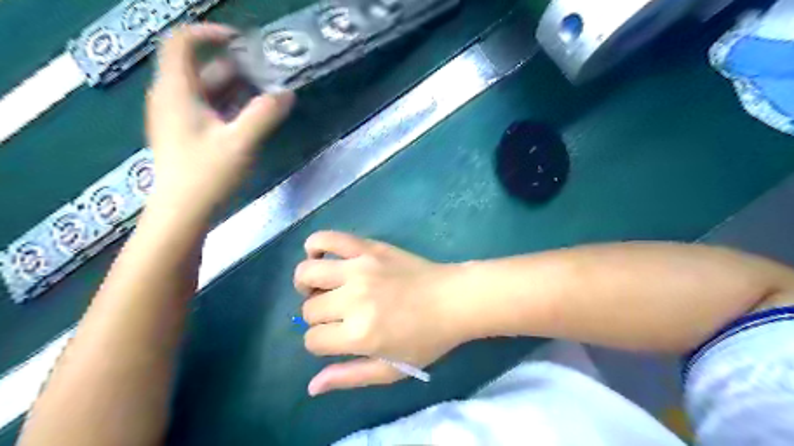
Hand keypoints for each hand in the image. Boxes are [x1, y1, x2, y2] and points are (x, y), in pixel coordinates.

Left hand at [145, 24, 291, 214]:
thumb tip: (287, 94)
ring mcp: (178, 118)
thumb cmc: (207, 175)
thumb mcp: (241, 143)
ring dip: (236, 87)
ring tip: (267, 93)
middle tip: (267, 73)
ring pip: (207, 90)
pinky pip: (208, 108)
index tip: (243, 42)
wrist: (182, 213)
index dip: (210, 34)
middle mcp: (172, 98)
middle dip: (234, 65)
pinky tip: (253, 116)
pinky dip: (230, 105)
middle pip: (200, 67)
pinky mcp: (187, 134)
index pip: (182, 43)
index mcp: (177, 92)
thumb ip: (265, 115)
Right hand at [291, 231, 465, 394]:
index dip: (320, 343)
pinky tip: (323, 257)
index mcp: (359, 334)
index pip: (312, 339)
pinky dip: (316, 246)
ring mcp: (359, 269)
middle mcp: (353, 299)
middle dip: (318, 317)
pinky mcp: (367, 248)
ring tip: (323, 288)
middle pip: (309, 309)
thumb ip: (350, 377)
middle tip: (338, 315)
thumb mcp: (392, 369)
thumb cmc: (427, 338)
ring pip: (307, 273)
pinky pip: (327, 238)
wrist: (454, 299)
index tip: (337, 339)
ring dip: (307, 284)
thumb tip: (312, 386)